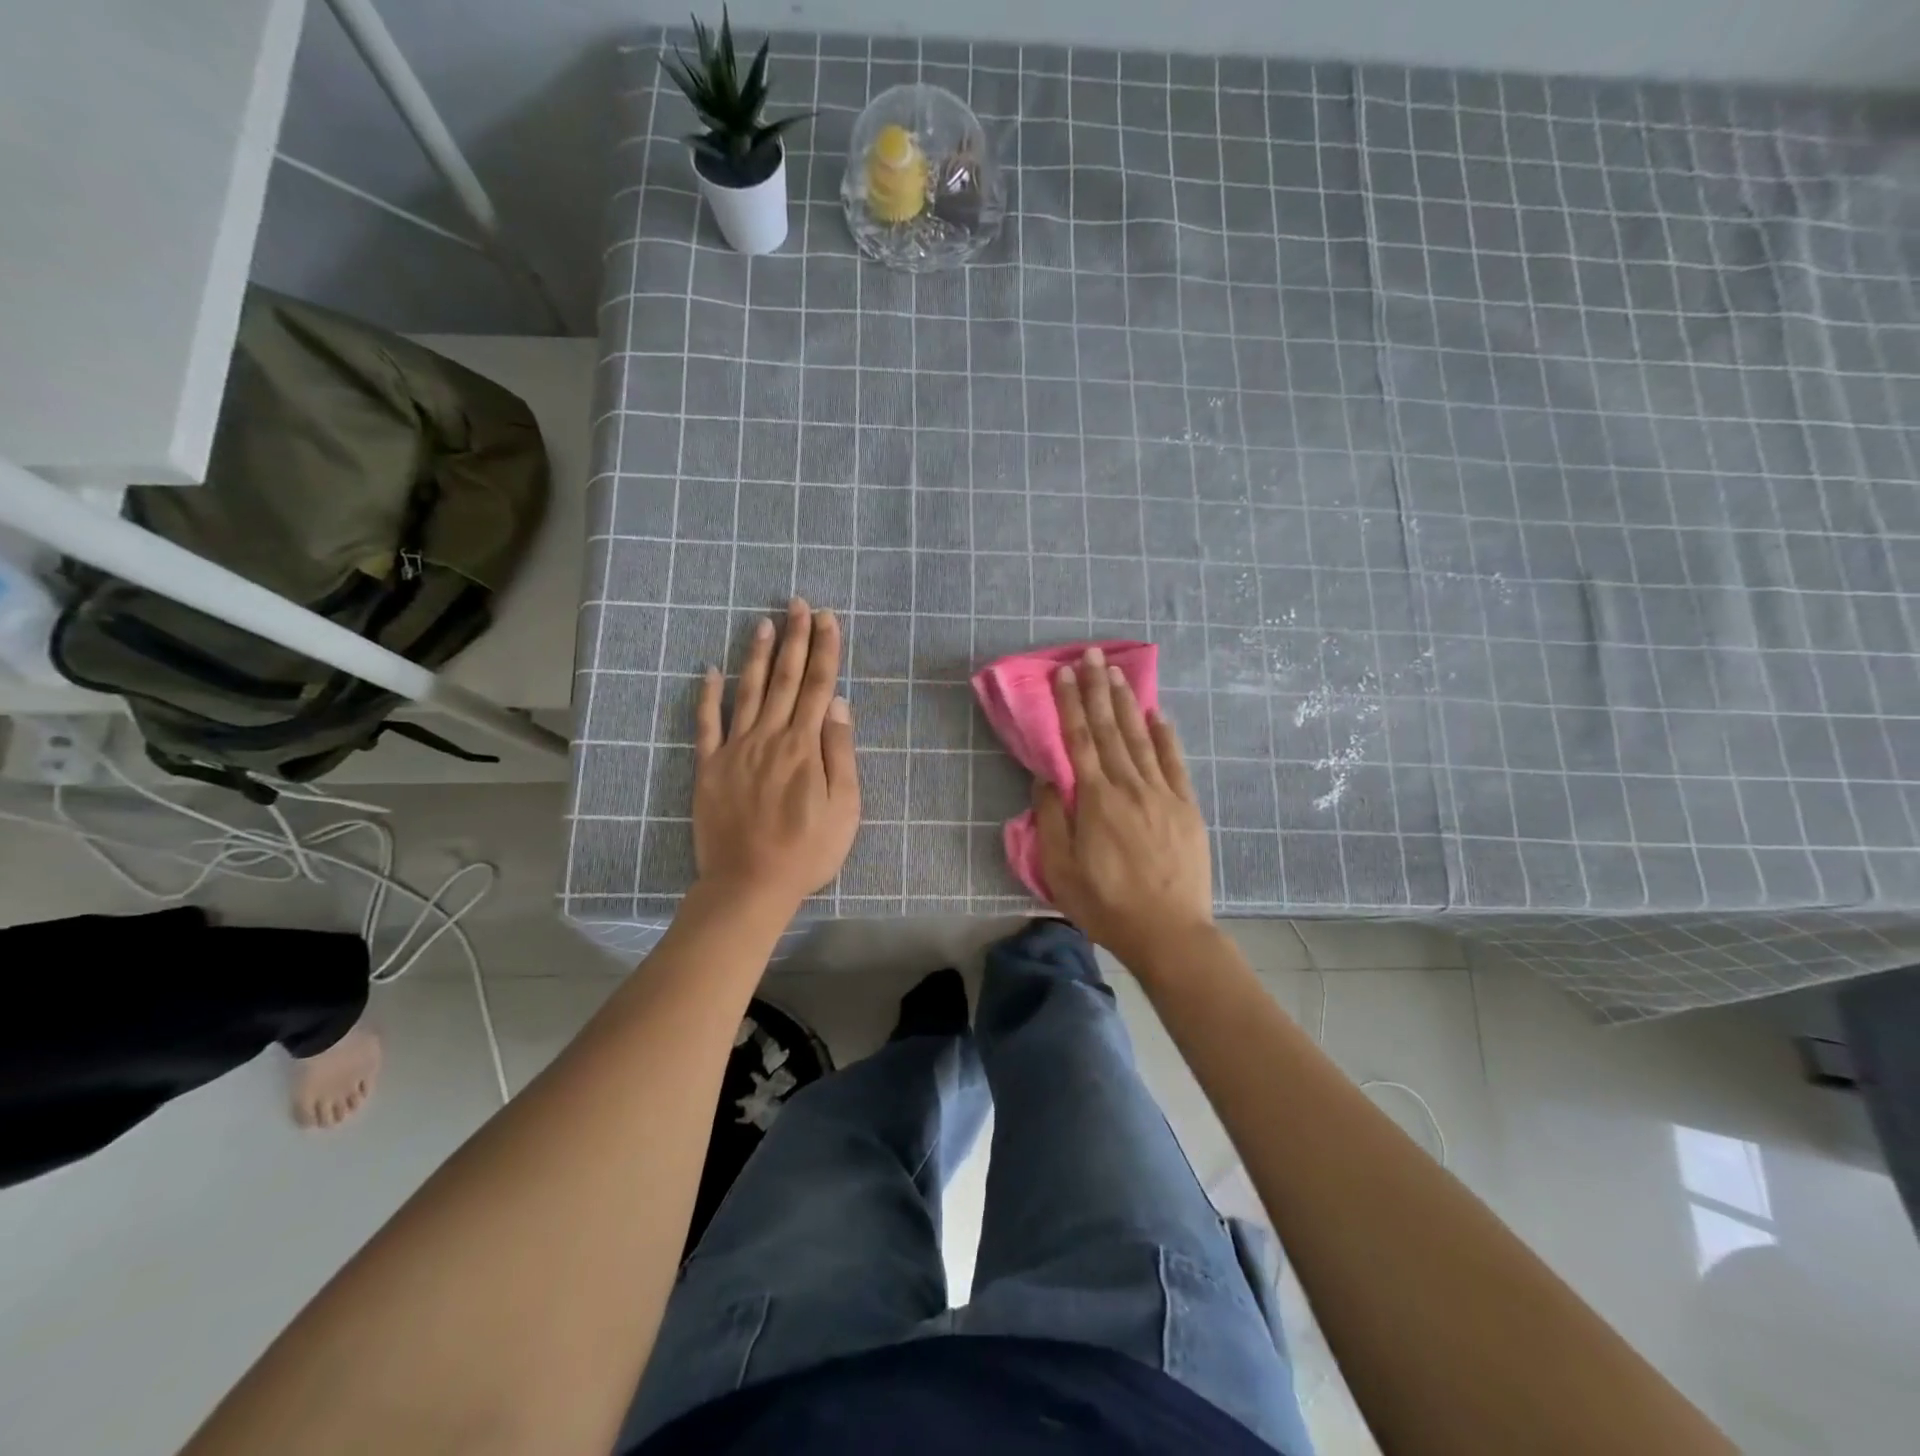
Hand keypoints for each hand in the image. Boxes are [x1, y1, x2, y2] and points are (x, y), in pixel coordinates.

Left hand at [693, 598, 859, 910]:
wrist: (749, 885)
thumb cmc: (806, 851)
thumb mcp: (844, 809)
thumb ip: (840, 754)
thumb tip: (839, 704)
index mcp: (804, 747)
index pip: (819, 686)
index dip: (825, 650)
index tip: (828, 619)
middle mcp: (769, 737)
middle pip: (786, 679)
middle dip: (795, 638)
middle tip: (798, 603)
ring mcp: (735, 749)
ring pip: (748, 691)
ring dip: (758, 655)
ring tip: (764, 622)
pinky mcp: (709, 767)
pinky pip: (706, 724)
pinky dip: (708, 695)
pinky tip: (710, 670)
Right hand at [1035, 647, 1213, 970]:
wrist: (1168, 932)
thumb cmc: (1105, 904)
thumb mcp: (1060, 869)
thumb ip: (1050, 819)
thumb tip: (1046, 778)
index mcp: (1095, 800)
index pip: (1078, 740)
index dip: (1070, 704)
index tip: (1064, 673)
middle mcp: (1128, 786)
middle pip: (1109, 728)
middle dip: (1098, 688)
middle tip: (1091, 654)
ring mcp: (1162, 794)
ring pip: (1141, 738)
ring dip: (1127, 702)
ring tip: (1117, 672)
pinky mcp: (1186, 807)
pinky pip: (1174, 762)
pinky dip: (1165, 735)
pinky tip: (1157, 715)